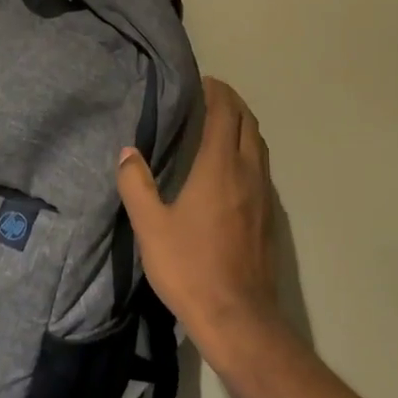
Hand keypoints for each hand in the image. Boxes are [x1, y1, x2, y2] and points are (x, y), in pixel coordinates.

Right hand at [117, 77, 279, 354]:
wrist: (238, 316)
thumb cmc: (190, 267)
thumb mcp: (150, 227)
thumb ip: (137, 185)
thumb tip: (128, 152)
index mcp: (220, 167)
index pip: (225, 112)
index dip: (216, 91)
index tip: (201, 81)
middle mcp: (248, 172)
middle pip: (248, 122)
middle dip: (232, 102)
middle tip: (208, 96)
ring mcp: (264, 194)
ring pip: (259, 144)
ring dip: (243, 125)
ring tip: (220, 124)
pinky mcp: (270, 215)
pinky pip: (262, 166)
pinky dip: (249, 150)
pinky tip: (232, 167)